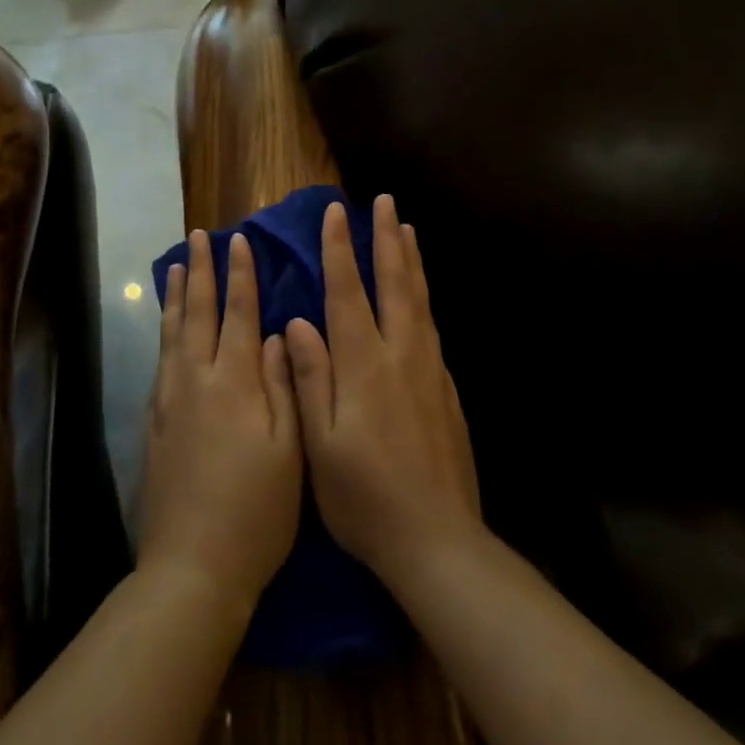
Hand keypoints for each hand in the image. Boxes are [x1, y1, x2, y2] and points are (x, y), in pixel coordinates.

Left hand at [138, 230, 302, 615]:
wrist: (192, 567)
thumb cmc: (256, 512)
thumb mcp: (288, 451)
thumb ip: (281, 386)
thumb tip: (274, 334)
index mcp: (233, 383)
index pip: (238, 314)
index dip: (241, 276)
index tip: (240, 241)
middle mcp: (194, 381)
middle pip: (197, 313)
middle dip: (201, 271)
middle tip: (199, 237)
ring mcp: (168, 402)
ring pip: (172, 333)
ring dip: (177, 296)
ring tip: (176, 266)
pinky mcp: (153, 424)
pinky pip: (159, 360)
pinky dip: (164, 332)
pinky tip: (167, 330)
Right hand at [286, 197, 481, 588]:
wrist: (438, 542)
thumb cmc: (364, 498)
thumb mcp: (319, 444)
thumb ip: (310, 377)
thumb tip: (298, 322)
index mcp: (364, 365)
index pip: (349, 292)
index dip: (340, 250)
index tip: (336, 212)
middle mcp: (401, 356)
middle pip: (395, 284)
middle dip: (387, 239)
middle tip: (385, 202)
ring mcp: (430, 372)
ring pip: (420, 301)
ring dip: (411, 261)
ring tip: (408, 230)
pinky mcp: (447, 391)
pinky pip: (433, 328)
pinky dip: (425, 298)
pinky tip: (422, 297)